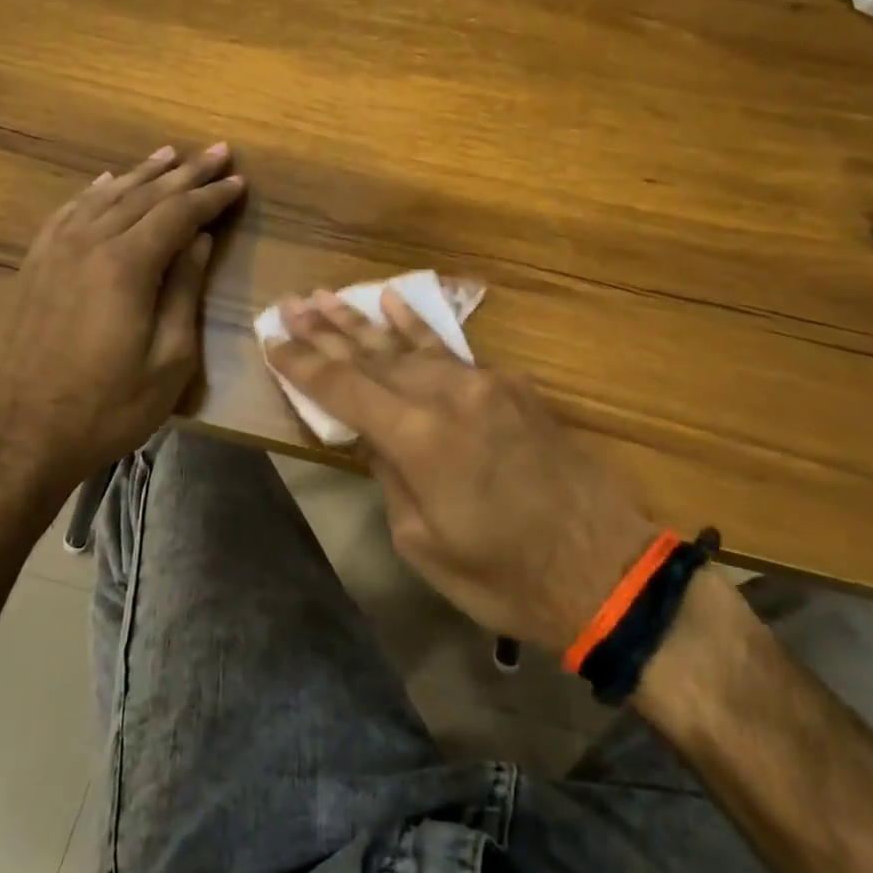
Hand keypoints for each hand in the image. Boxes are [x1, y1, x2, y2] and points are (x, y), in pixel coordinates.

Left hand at [0, 143, 244, 498]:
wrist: (22, 435)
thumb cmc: (109, 407)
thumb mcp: (168, 360)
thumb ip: (184, 292)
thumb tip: (199, 241)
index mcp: (127, 266)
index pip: (178, 214)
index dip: (212, 196)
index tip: (239, 181)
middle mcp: (88, 244)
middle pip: (144, 195)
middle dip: (186, 173)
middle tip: (217, 151)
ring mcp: (54, 251)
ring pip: (106, 196)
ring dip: (142, 174)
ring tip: (171, 155)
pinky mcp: (33, 265)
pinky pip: (69, 212)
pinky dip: (94, 192)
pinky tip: (107, 182)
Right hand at [267, 290, 653, 655]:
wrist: (601, 567)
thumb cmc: (502, 575)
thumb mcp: (422, 542)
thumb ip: (389, 475)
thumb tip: (372, 436)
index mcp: (419, 438)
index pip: (344, 389)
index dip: (302, 365)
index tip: (271, 342)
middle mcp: (448, 395)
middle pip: (372, 357)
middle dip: (326, 332)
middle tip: (289, 306)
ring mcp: (484, 384)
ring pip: (410, 346)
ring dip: (364, 322)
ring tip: (327, 297)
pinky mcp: (510, 387)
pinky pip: (452, 351)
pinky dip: (419, 328)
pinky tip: (394, 302)